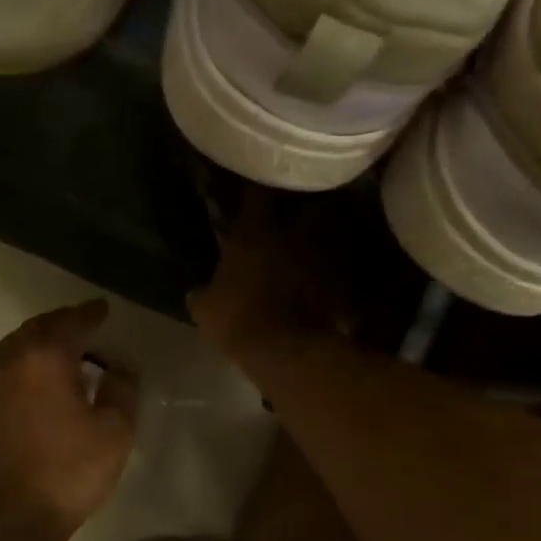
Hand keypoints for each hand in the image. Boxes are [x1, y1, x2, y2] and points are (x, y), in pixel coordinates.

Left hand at [0, 300, 137, 540]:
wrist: (3, 526)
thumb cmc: (66, 476)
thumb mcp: (114, 435)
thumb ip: (122, 391)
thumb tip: (121, 367)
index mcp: (43, 360)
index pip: (70, 322)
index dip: (89, 313)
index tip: (102, 309)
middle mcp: (4, 365)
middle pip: (33, 331)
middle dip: (57, 324)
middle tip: (77, 326)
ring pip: (6, 355)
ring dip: (30, 348)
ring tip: (49, 356)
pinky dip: (10, 378)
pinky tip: (20, 396)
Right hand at [189, 191, 351, 365]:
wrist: (288, 350)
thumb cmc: (239, 320)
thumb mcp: (205, 309)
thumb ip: (203, 292)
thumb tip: (197, 292)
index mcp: (256, 232)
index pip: (258, 194)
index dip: (256, 191)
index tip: (253, 193)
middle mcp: (294, 233)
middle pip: (310, 201)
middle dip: (306, 203)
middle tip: (297, 210)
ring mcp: (323, 255)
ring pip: (332, 229)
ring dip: (325, 232)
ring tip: (315, 241)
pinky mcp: (343, 280)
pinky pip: (341, 264)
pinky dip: (335, 266)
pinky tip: (327, 275)